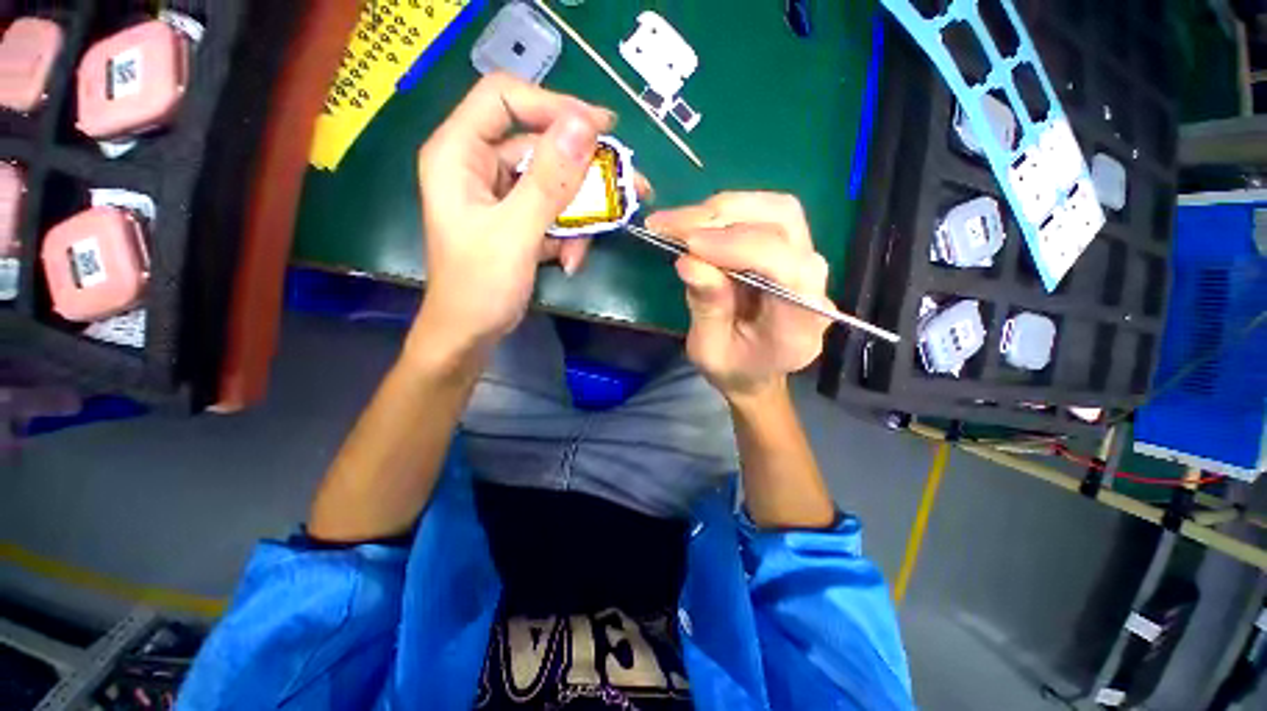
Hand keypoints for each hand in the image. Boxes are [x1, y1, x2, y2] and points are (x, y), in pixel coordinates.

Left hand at [410, 74, 612, 360]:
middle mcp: (478, 165)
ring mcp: (499, 194)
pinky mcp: (516, 218)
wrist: (471, 333)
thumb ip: (550, 180)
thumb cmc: (480, 286)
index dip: (553, 105)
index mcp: (459, 153)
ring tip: (586, 246)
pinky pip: (552, 211)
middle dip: (582, 172)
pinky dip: (567, 234)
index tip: (601, 129)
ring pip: (552, 184)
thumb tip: (585, 125)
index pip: (505, 98)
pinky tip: (570, 261)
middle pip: (539, 144)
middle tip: (627, 185)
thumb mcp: (517, 232)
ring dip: (578, 215)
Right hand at [646, 192, 831, 401]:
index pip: (784, 266)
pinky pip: (766, 216)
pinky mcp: (791, 251)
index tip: (689, 243)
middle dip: (725, 216)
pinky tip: (698, 225)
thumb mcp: (710, 351)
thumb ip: (706, 309)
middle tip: (674, 225)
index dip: (737, 246)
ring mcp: (807, 263)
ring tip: (681, 223)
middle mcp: (814, 286)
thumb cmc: (734, 369)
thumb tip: (689, 260)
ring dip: (724, 209)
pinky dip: (727, 213)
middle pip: (785, 223)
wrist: (756, 372)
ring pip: (777, 210)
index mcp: (799, 324)